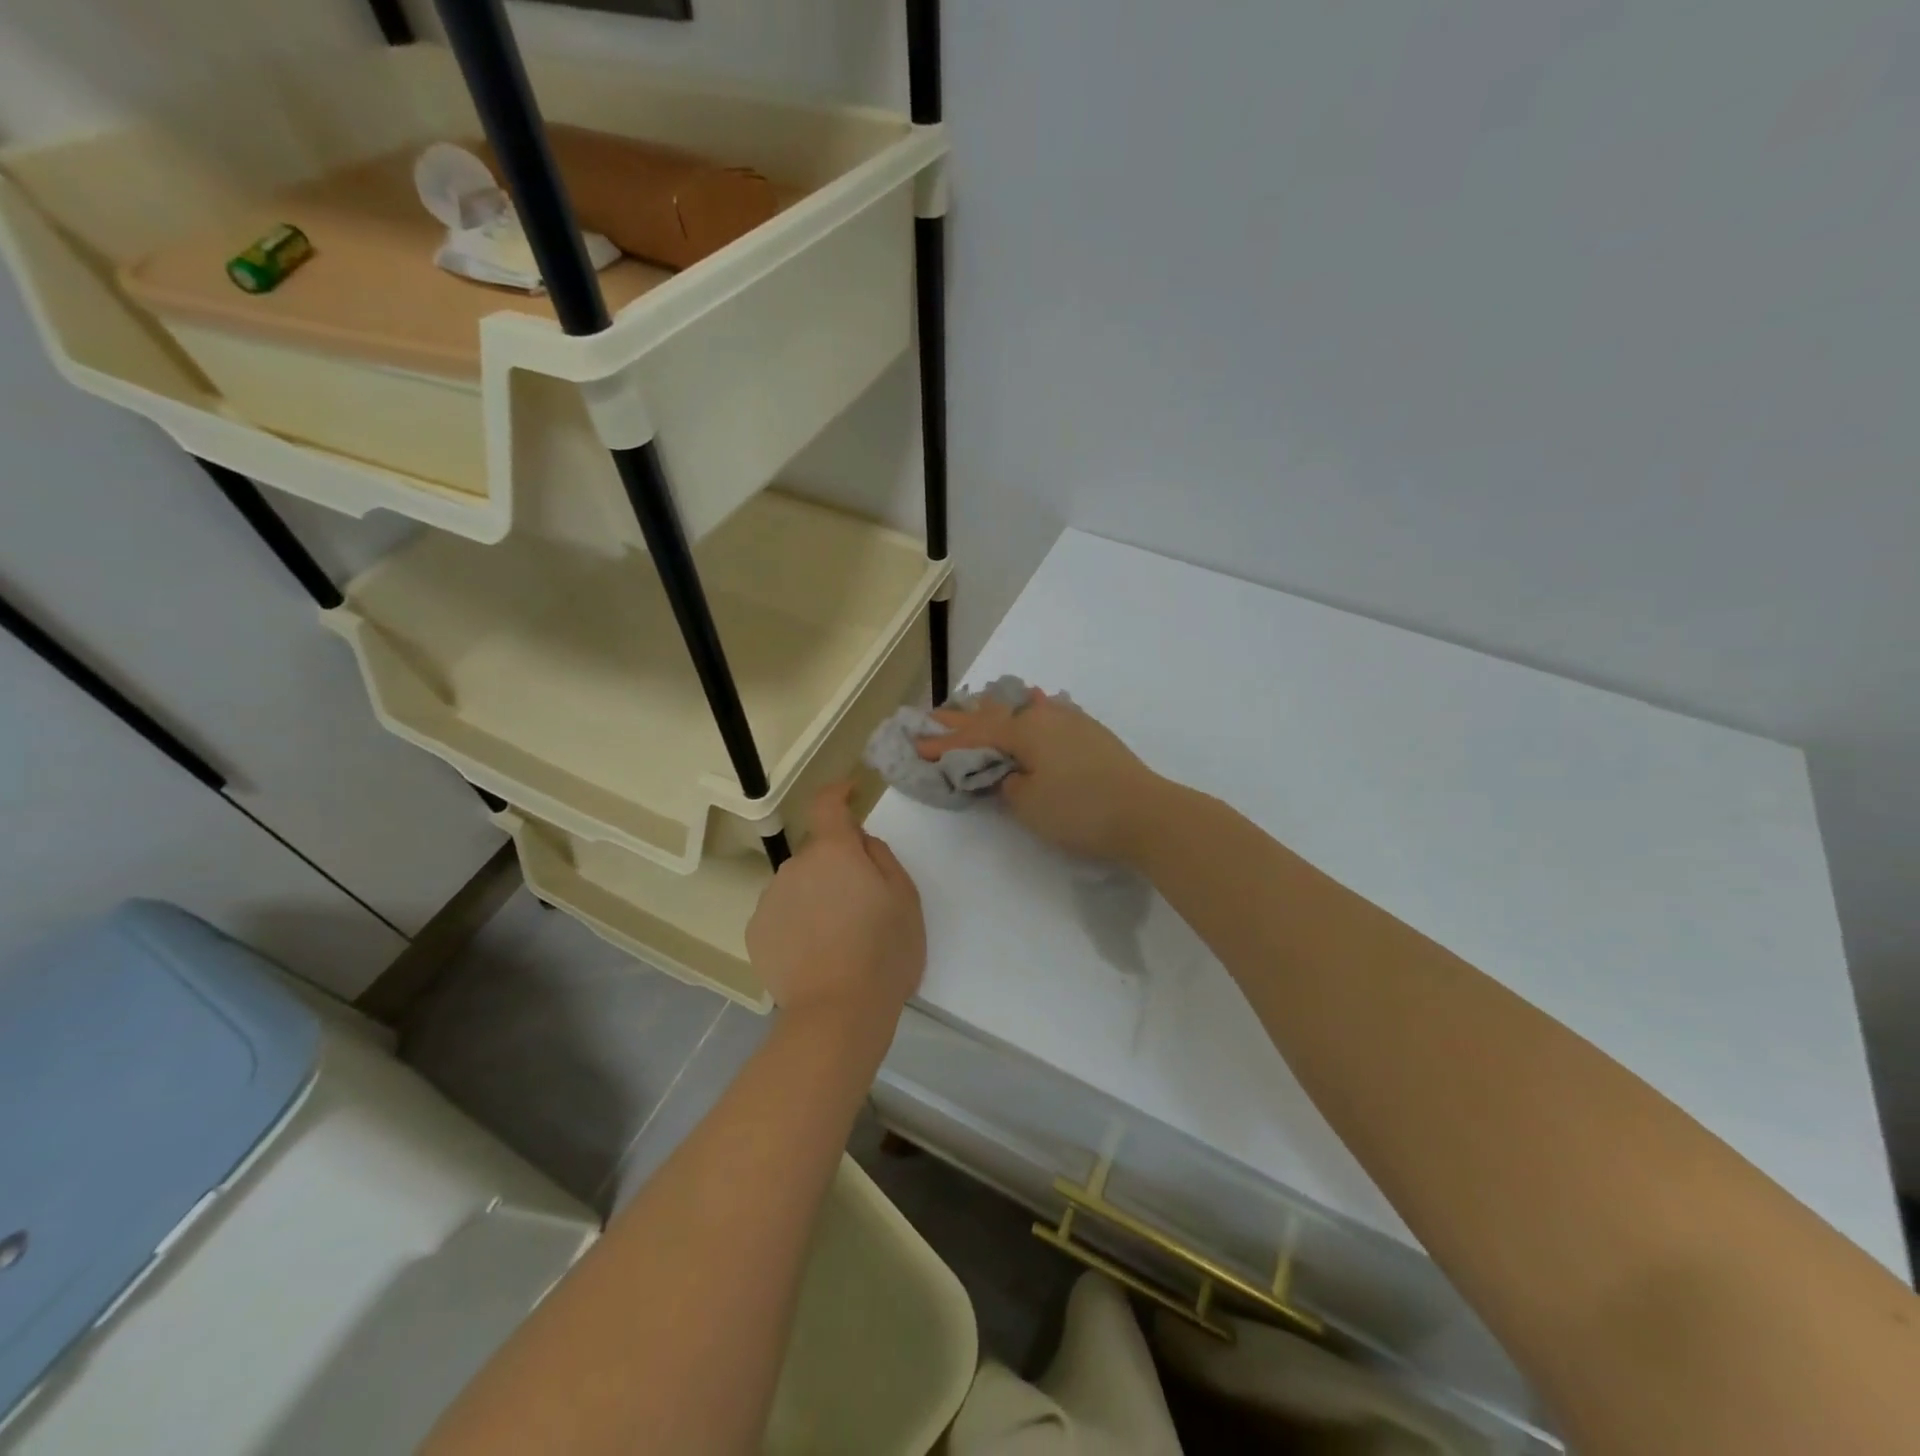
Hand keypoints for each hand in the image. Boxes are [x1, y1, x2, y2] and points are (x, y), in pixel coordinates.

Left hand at [746, 781, 924, 1024]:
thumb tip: (859, 842)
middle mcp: (795, 866)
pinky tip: (814, 954)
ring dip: (816, 895)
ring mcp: (770, 899)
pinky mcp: (756, 933)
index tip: (849, 792)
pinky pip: (782, 913)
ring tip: (838, 937)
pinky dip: (797, 922)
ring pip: (798, 885)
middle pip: (817, 853)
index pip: (827, 804)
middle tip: (862, 903)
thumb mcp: (905, 898)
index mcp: (834, 851)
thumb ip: (881, 857)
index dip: (838, 792)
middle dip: (836, 865)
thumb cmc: (883, 951)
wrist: (837, 1012)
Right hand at [916, 689, 1165, 863]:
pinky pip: (1049, 714)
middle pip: (995, 715)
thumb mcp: (1029, 804)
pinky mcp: (1092, 734)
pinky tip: (1036, 699)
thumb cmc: (1081, 810)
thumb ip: (1008, 785)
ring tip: (976, 704)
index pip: (975, 736)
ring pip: (1024, 710)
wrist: (1147, 814)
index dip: (945, 742)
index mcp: (1025, 731)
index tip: (917, 745)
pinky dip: (1032, 711)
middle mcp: (1046, 717)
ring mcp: (1073, 722)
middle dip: (963, 719)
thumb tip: (1010, 774)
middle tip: (933, 715)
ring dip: (997, 711)